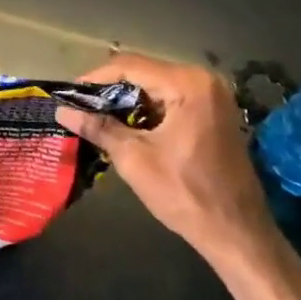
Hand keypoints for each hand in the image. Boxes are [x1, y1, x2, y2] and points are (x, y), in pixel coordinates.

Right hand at [56, 53, 300, 299]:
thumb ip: (98, 128)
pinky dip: (148, 110)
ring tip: (96, 118)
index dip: (95, 78)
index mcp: (188, 84)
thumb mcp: (135, 159)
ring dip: (127, 101)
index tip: (69, 95)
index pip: (130, 66)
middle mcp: (204, 80)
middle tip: (80, 108)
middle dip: (110, 90)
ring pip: (156, 86)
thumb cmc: (186, 194)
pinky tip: (127, 127)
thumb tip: (62, 111)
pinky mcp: (215, 113)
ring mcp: (213, 96)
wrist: (238, 233)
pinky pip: (172, 100)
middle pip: (144, 72)